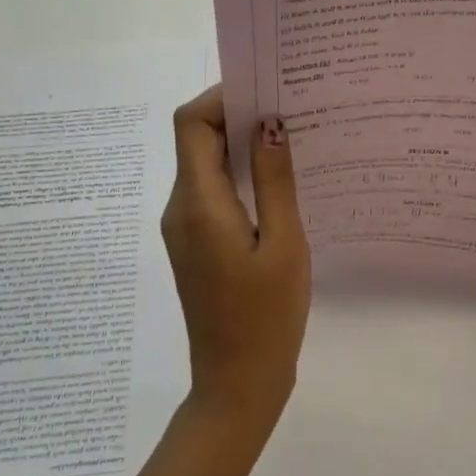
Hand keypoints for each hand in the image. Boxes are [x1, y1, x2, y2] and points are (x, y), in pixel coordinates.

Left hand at [161, 87, 310, 429]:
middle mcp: (182, 207)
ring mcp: (186, 226)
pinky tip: (280, 180)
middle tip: (291, 107)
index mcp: (199, 203)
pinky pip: (214, 189)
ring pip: (207, 163)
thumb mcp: (284, 244)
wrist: (237, 385)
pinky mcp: (197, 242)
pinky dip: (242, 173)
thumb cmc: (266, 317)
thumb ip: (276, 180)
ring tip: (293, 137)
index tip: (266, 90)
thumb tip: (270, 123)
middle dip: (239, 115)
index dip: (222, 97)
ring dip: (243, 144)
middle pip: (198, 139)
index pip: (191, 123)